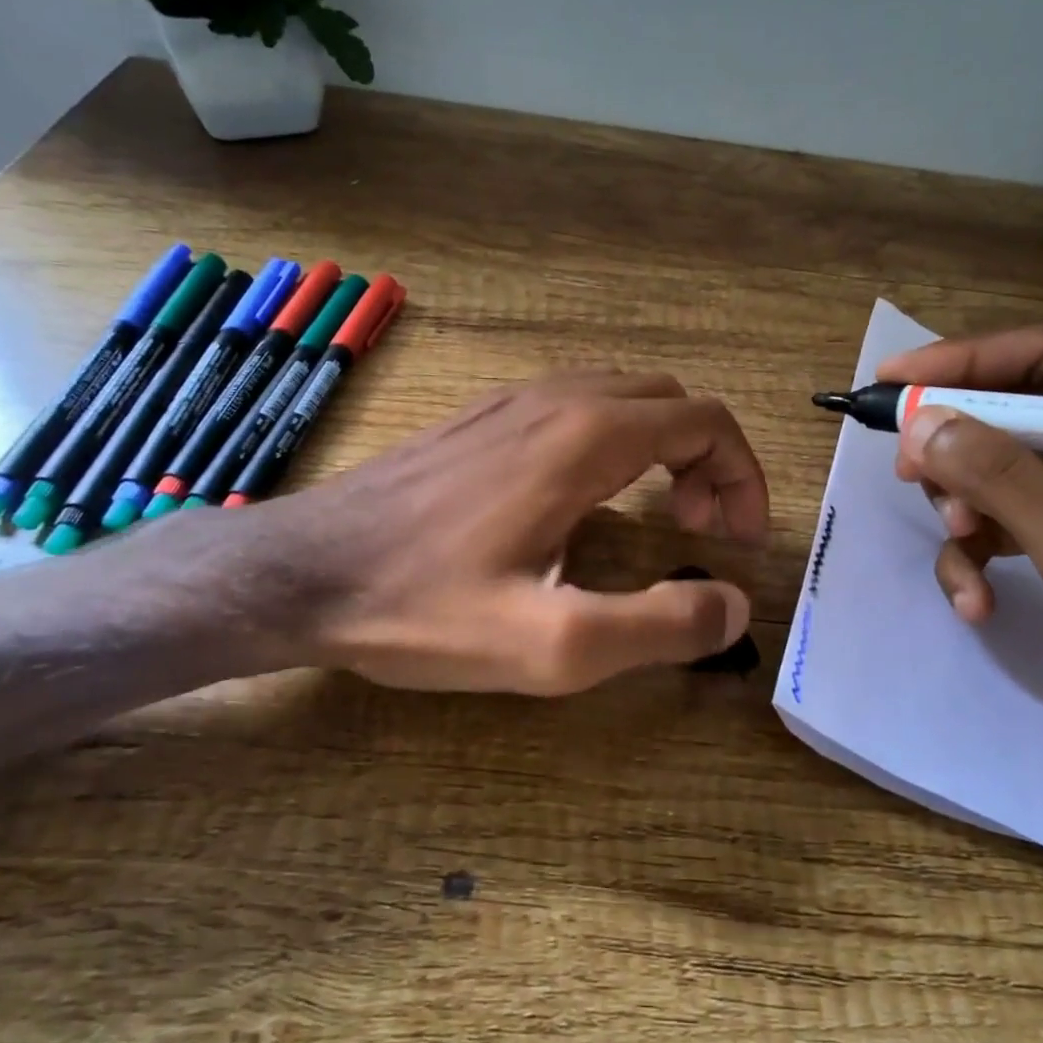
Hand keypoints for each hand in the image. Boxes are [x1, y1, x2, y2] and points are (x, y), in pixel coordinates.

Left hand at [210, 373, 769, 694]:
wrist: (300, 572)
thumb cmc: (422, 607)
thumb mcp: (552, 644)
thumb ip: (659, 626)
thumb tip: (734, 606)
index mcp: (587, 438)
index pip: (707, 421)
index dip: (742, 476)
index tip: (736, 539)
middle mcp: (557, 399)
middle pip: (672, 402)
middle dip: (708, 461)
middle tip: (699, 532)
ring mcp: (512, 401)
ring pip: (624, 397)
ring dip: (663, 448)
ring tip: (657, 516)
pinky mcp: (480, 419)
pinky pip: (575, 407)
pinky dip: (616, 441)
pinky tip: (587, 500)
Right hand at [877, 327, 1042, 795]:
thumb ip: (1008, 483)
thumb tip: (920, 422)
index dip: (965, 362)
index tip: (892, 382)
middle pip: (1011, 409)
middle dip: (957, 450)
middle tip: (909, 476)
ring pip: (993, 464)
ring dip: (962, 509)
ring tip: (963, 555)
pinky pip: (997, 517)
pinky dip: (974, 554)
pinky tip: (977, 601)